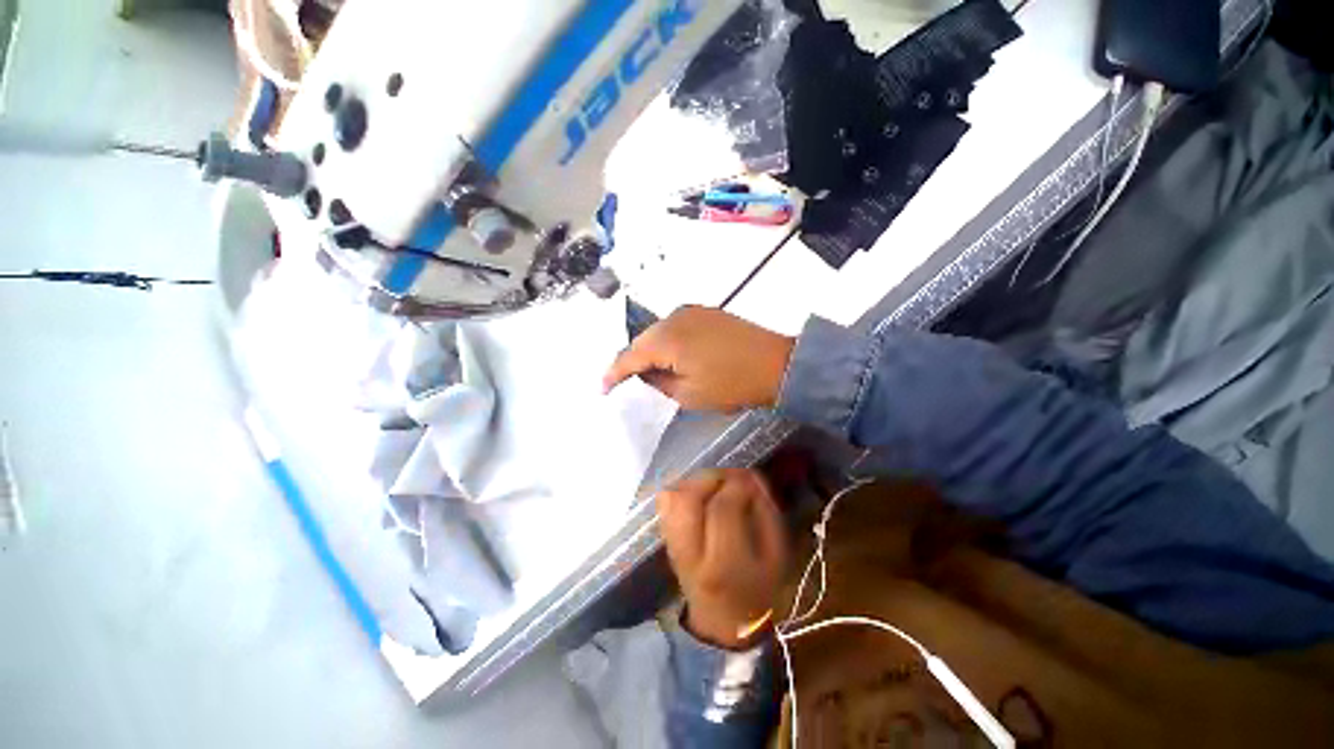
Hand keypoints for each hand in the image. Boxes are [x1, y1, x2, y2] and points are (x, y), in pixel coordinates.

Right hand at [603, 306, 794, 411]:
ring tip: (648, 371)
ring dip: (650, 350)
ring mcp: (691, 311)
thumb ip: (658, 382)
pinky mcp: (705, 312)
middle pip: (642, 340)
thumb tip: (645, 372)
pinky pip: (675, 327)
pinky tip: (671, 355)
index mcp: (666, 339)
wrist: (777, 364)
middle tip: (625, 382)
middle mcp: (674, 317)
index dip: (613, 374)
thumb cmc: (732, 385)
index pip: (629, 356)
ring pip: (658, 332)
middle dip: (632, 361)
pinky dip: (668, 342)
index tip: (603, 389)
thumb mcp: (689, 394)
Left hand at [659, 469, 788, 649]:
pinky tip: (701, 493)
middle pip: (689, 499)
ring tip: (716, 484)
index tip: (752, 478)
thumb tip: (752, 478)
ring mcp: (672, 545)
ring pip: (672, 497)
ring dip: (696, 481)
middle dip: (712, 478)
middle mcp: (690, 553)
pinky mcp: (665, 537)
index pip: (723, 510)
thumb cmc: (757, 588)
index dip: (737, 486)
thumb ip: (767, 513)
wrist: (722, 620)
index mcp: (723, 564)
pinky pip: (664, 501)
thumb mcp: (776, 557)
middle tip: (731, 477)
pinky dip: (681, 488)